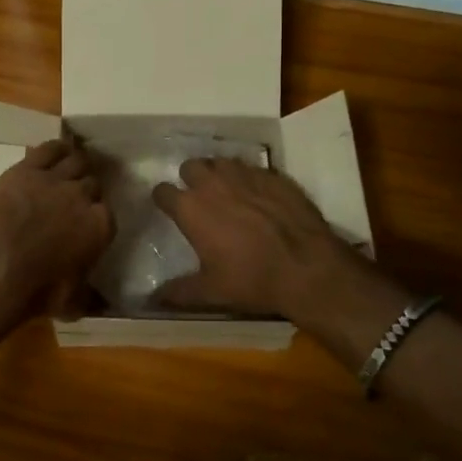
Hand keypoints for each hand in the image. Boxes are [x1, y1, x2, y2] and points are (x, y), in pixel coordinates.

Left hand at [0, 135, 113, 326]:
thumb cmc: (37, 292)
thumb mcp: (72, 303)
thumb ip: (91, 297)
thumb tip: (104, 306)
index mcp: (101, 226)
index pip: (107, 212)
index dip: (97, 215)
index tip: (89, 222)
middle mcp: (83, 197)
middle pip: (93, 182)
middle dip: (87, 189)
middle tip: (76, 197)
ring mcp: (55, 180)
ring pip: (76, 160)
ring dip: (77, 164)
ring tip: (72, 168)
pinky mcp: (27, 169)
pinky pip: (49, 149)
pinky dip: (56, 148)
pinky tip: (57, 150)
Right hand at [151, 158, 374, 325]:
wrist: (307, 267)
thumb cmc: (251, 279)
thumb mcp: (211, 292)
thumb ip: (178, 292)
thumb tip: (154, 298)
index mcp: (191, 208)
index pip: (162, 191)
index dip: (163, 199)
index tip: (168, 208)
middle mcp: (213, 183)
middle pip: (190, 166)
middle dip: (190, 178)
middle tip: (199, 197)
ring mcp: (245, 175)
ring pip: (221, 162)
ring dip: (219, 173)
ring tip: (227, 191)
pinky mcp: (273, 175)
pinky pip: (252, 168)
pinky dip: (249, 178)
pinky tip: (258, 195)